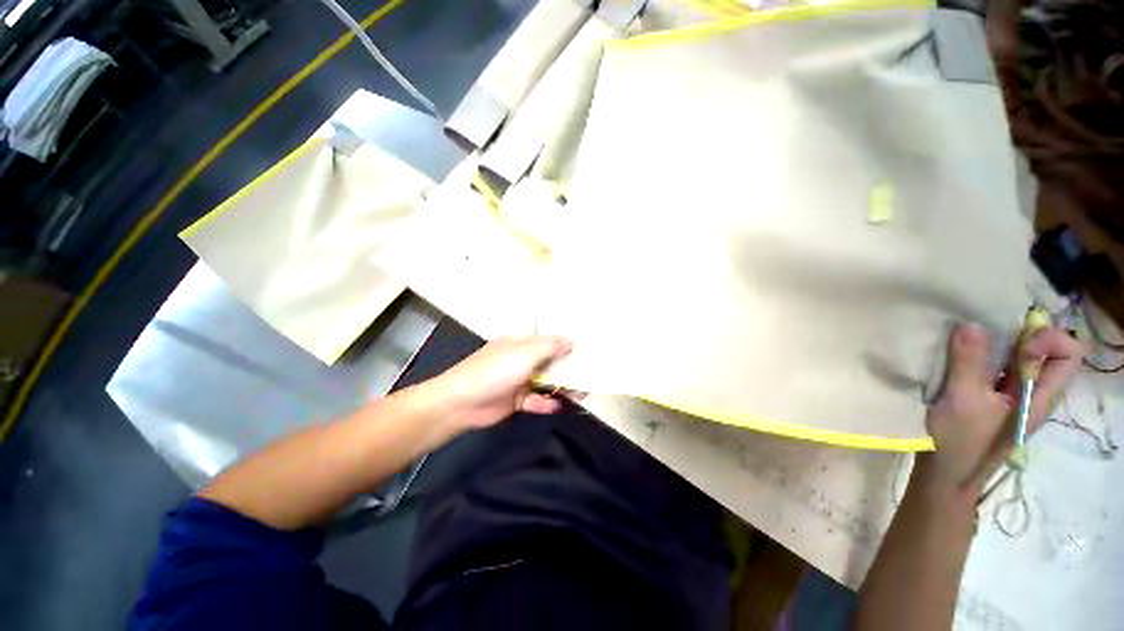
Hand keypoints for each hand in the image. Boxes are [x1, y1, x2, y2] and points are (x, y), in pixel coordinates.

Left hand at [424, 335, 573, 431]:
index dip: (565, 343)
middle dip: (567, 368)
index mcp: (520, 343)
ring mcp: (517, 380)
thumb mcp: (524, 354)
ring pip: (545, 382)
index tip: (585, 349)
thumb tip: (571, 341)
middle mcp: (520, 359)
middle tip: (589, 374)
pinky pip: (535, 400)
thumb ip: (550, 347)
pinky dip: (545, 403)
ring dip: (560, 387)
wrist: (462, 402)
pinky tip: (556, 406)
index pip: (547, 339)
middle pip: (549, 361)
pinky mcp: (515, 399)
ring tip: (581, 393)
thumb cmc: (495, 371)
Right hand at [920, 323, 1083, 498]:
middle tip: (981, 335)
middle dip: (1016, 335)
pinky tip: (955, 359)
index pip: (1069, 353)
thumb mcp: (963, 400)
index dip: (1046, 339)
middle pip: (1043, 351)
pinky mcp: (989, 399)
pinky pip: (994, 368)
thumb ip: (969, 362)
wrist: (945, 475)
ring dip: (993, 345)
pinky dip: (979, 357)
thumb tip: (971, 324)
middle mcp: (1032, 392)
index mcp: (1040, 395)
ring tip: (963, 344)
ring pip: (1016, 358)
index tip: (1013, 343)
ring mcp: (1010, 396)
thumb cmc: (961, 441)